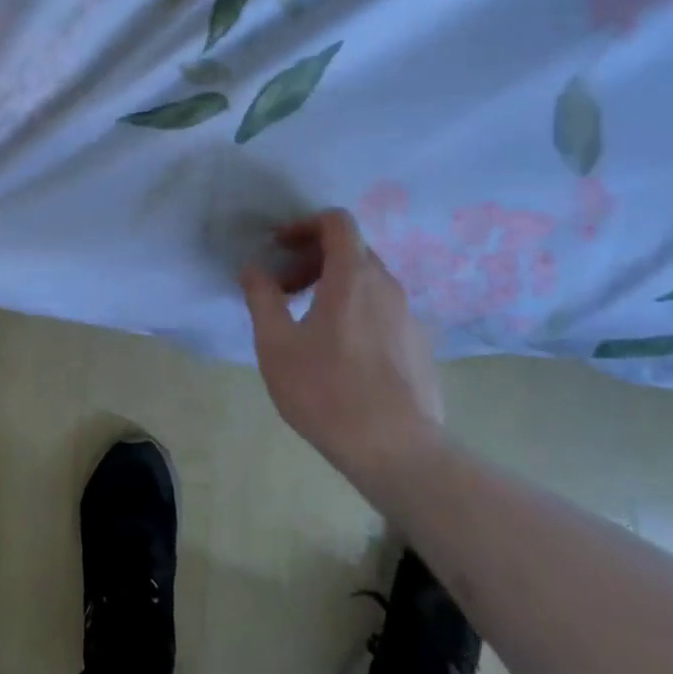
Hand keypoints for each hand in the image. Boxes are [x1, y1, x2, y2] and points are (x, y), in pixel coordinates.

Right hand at [239, 209, 444, 489]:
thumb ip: (262, 298)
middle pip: (351, 250)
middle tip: (285, 290)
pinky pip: (382, 309)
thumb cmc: (327, 391)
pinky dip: (356, 310)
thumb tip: (253, 269)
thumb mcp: (276, 344)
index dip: (304, 225)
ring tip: (307, 323)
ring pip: (368, 281)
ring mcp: (408, 316)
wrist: (397, 451)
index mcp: (353, 277)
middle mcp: (387, 286)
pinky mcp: (418, 345)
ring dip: (333, 286)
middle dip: (313, 259)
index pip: (337, 222)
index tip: (279, 248)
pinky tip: (340, 353)